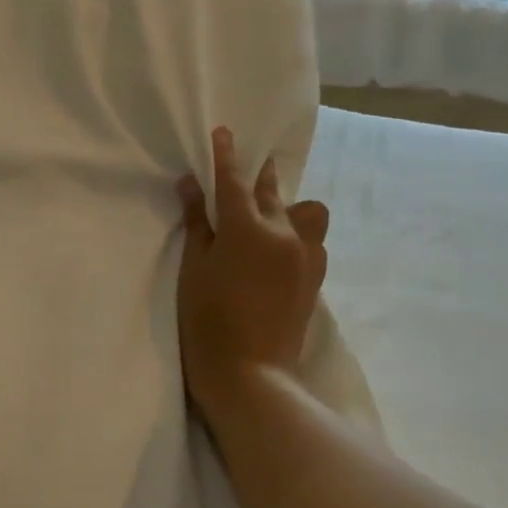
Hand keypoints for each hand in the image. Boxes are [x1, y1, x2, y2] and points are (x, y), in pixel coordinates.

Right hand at [176, 126, 330, 415]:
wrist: (250, 375)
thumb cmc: (208, 321)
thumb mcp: (194, 269)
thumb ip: (197, 223)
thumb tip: (193, 185)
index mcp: (248, 228)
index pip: (235, 181)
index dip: (226, 156)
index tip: (224, 133)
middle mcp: (285, 233)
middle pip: (272, 191)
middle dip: (258, 176)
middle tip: (246, 169)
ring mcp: (306, 257)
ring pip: (306, 213)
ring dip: (287, 208)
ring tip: (267, 223)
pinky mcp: (315, 279)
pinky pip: (312, 241)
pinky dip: (297, 235)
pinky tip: (279, 252)